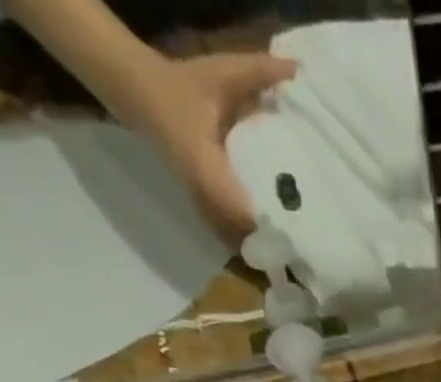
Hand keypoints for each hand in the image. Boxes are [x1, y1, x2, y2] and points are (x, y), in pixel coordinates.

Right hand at [121, 52, 297, 248]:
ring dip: (259, 247)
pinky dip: (247, 239)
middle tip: (304, 251)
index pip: (238, 209)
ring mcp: (201, 203)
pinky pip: (226, 233)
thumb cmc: (181, 84)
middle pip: (241, 234)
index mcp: (206, 165)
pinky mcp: (202, 206)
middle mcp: (203, 193)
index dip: (266, 227)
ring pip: (233, 239)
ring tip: (292, 253)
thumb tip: (297, 68)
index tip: (295, 237)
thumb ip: (259, 73)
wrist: (137, 92)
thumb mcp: (220, 75)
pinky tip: (271, 243)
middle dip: (270, 244)